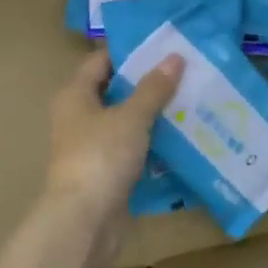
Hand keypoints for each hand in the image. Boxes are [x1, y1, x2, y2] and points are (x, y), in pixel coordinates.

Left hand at [44, 49, 183, 222]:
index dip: (129, 52)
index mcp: (75, 96)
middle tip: (185, 73)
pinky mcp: (107, 173)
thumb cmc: (101, 157)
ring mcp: (92, 148)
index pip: (100, 61)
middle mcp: (79, 118)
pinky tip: (183, 139)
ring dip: (154, 116)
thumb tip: (175, 57)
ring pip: (127, 123)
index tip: (163, 46)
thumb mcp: (131, 117)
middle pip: (115, 92)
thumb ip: (153, 88)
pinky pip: (133, 150)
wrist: (84, 221)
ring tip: (191, 102)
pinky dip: (153, 145)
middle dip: (148, 84)